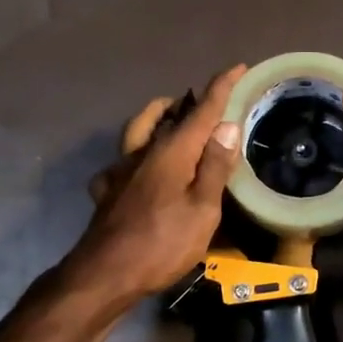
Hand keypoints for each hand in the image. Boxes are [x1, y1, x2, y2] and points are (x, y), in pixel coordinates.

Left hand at [71, 64, 244, 300]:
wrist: (105, 274)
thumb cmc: (162, 244)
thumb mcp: (202, 210)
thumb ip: (214, 167)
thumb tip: (227, 126)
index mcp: (171, 152)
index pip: (202, 110)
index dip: (221, 87)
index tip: (237, 66)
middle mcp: (144, 153)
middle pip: (165, 115)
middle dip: (188, 102)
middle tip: (206, 103)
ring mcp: (120, 171)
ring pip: (138, 131)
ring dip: (156, 118)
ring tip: (171, 119)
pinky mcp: (108, 191)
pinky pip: (122, 162)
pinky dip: (135, 156)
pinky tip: (140, 169)